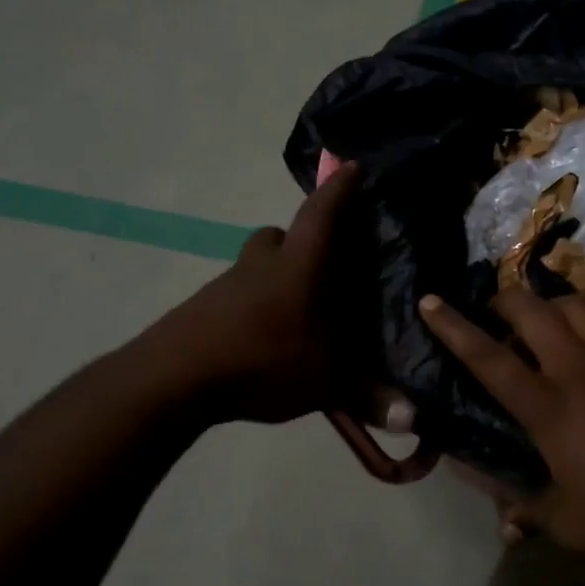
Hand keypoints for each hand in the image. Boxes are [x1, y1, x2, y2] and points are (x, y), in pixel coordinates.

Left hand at [164, 162, 365, 423]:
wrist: (172, 377)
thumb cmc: (262, 360)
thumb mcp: (325, 382)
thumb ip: (368, 397)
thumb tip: (412, 419)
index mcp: (298, 266)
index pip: (321, 214)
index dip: (339, 189)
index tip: (351, 166)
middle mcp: (262, 263)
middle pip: (281, 236)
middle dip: (302, 241)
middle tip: (324, 264)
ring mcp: (227, 283)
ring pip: (258, 265)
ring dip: (276, 276)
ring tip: (296, 312)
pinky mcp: (203, 306)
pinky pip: (238, 293)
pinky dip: (254, 304)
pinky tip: (262, 338)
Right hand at [420, 288, 584, 564]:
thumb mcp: (573, 527)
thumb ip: (530, 514)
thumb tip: (501, 521)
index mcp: (549, 408)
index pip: (488, 359)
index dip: (453, 328)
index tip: (429, 301)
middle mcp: (579, 368)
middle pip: (531, 312)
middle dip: (504, 300)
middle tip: (496, 310)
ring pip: (578, 304)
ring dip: (555, 305)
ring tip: (550, 319)